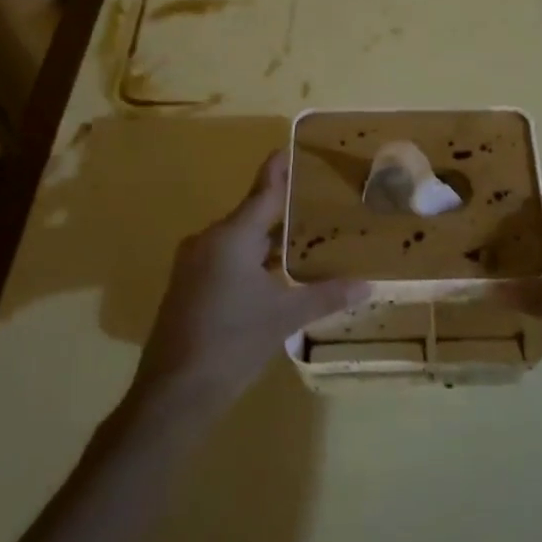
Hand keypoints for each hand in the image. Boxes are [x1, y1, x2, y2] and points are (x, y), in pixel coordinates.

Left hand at [135, 149, 368, 409]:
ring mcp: (193, 264)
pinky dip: (250, 258)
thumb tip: (368, 285)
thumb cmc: (233, 343)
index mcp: (232, 237)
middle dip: (281, 210)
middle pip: (251, 215)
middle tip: (316, 202)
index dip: (278, 170)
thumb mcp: (285, 317)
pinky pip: (224, 258)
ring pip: (237, 239)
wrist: (174, 393)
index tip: (290, 148)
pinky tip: (273, 272)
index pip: (263, 192)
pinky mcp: (186, 286)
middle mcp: (208, 241)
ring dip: (266, 239)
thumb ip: (326, 296)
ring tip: (302, 236)